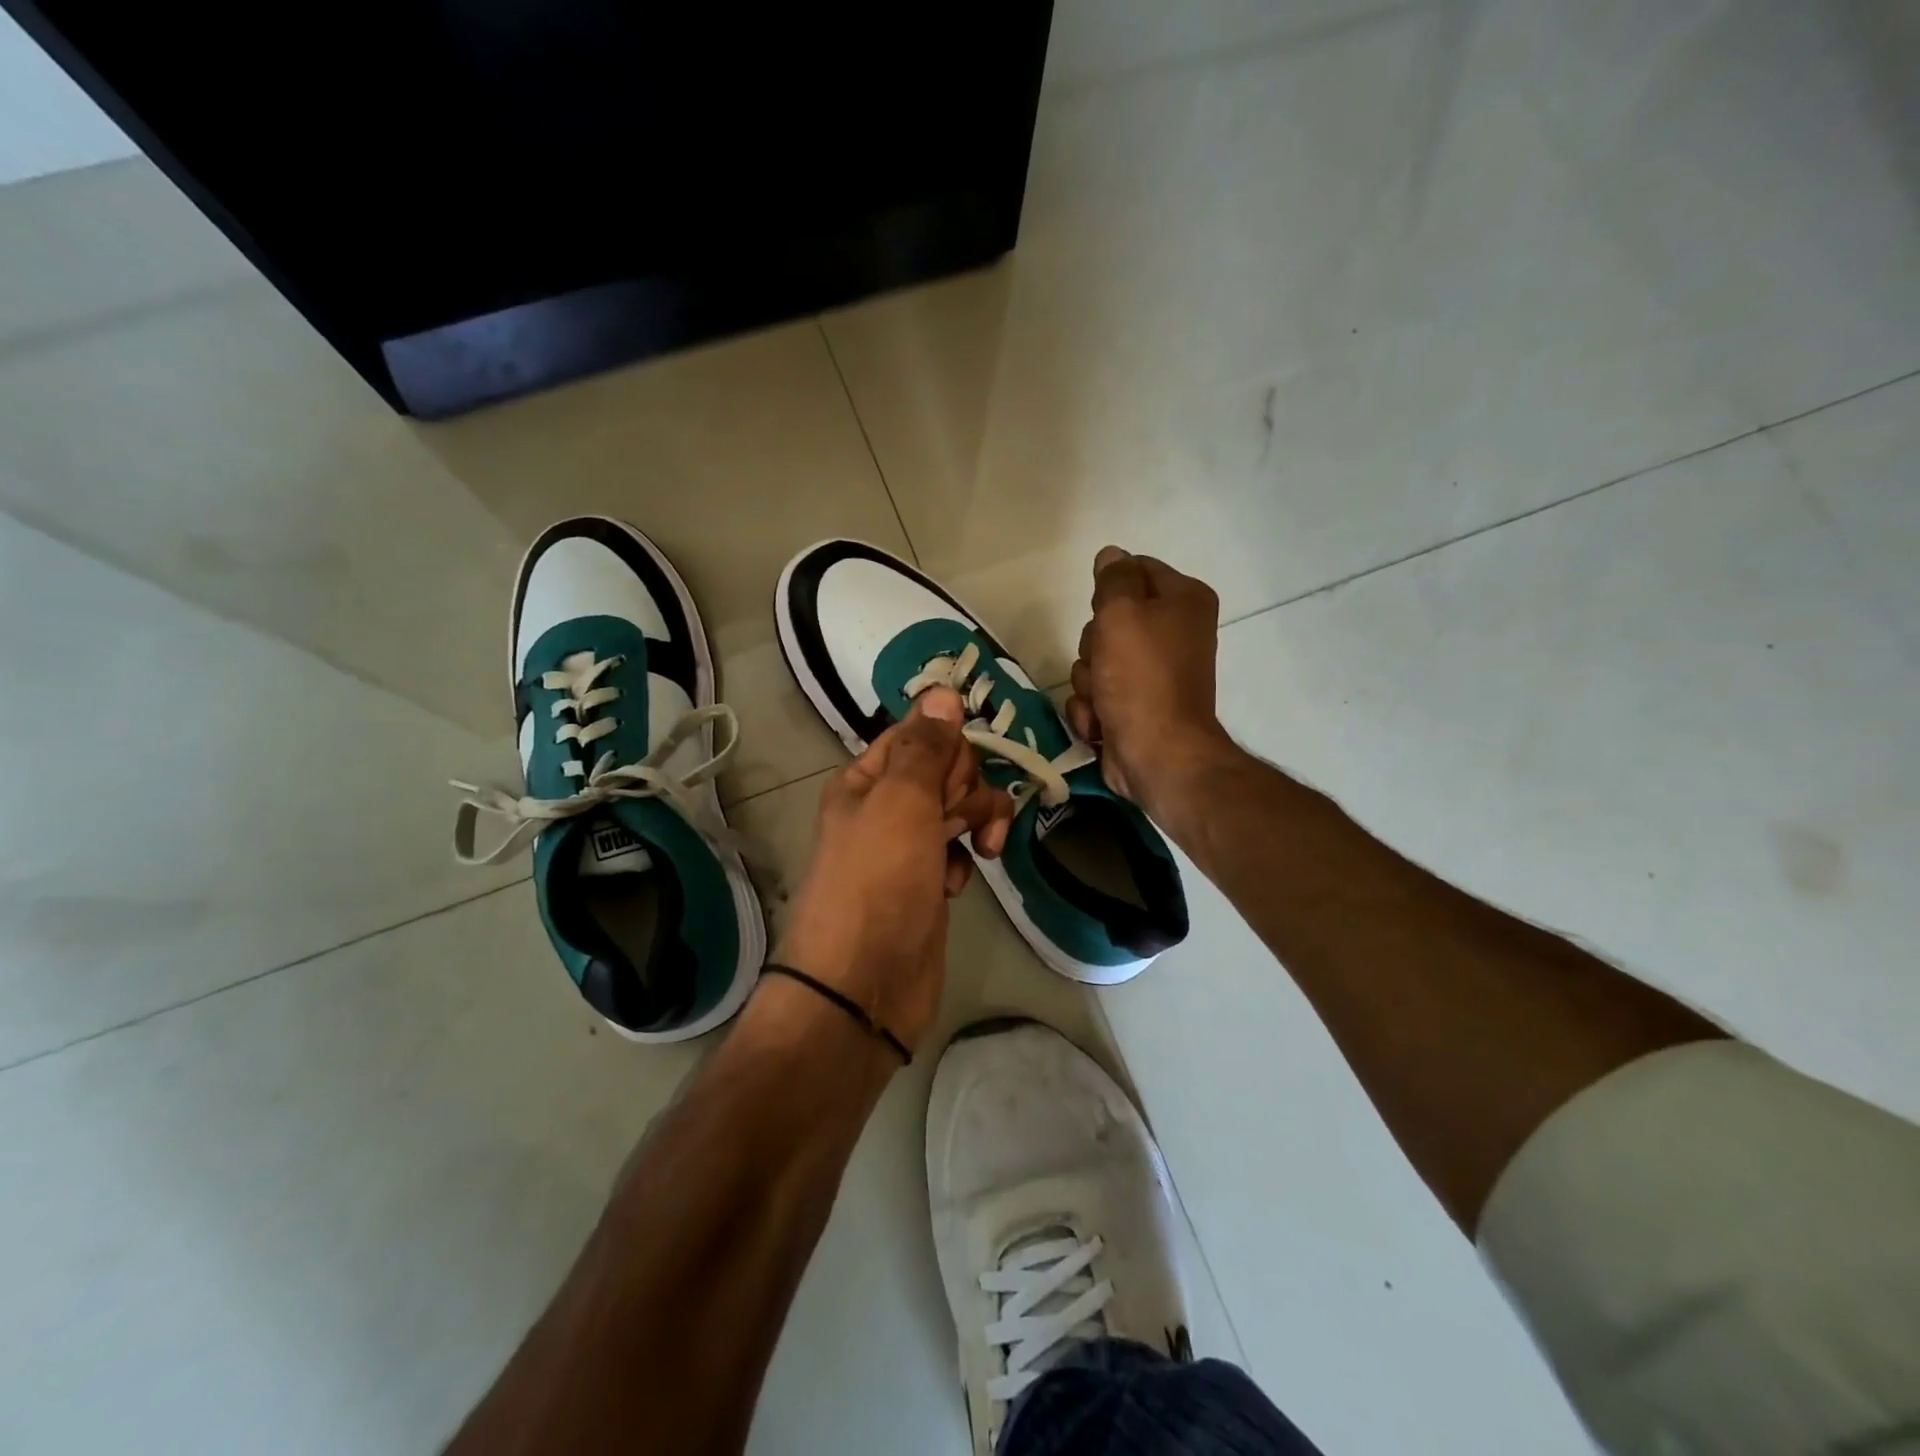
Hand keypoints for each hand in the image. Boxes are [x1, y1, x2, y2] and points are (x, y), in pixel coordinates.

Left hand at [772, 687, 1014, 1055]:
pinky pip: (957, 850)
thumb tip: (943, 692)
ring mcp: (906, 848)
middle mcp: (883, 808)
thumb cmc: (878, 883)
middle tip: (959, 819)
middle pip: (945, 770)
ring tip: (980, 850)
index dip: (947, 749)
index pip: (918, 735)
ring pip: (958, 809)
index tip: (956, 777)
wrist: (863, 985)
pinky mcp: (926, 883)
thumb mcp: (902, 802)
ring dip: (975, 820)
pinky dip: (963, 859)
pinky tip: (957, 883)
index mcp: (865, 780)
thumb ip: (926, 748)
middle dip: (966, 787)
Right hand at [1066, 546, 1233, 807]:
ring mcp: (1153, 673)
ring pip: (1095, 659)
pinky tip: (1100, 722)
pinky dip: (1092, 709)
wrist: (1157, 755)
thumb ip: (1114, 579)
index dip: (1109, 590)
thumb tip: (1112, 555)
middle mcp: (1173, 632)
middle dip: (1094, 645)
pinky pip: (1096, 694)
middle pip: (1109, 619)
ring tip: (1103, 699)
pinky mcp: (1134, 706)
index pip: (1135, 569)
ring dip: (1088, 682)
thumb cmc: (1141, 678)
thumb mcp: (1122, 614)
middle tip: (1105, 662)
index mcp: (1184, 601)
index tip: (1104, 613)